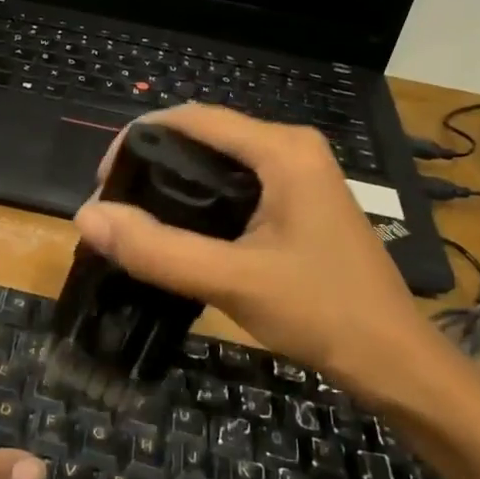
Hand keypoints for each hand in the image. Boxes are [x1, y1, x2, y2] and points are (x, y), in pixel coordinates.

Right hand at [74, 105, 468, 417]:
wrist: (393, 360)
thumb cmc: (322, 313)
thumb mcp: (233, 281)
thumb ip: (158, 250)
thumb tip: (86, 217)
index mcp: (283, 150)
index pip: (193, 118)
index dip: (138, 140)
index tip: (103, 184)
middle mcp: (291, 150)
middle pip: (204, 137)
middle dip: (152, 164)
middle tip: (114, 209)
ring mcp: (299, 177)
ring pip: (218, 164)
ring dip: (173, 186)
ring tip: (135, 222)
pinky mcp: (298, 205)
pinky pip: (236, 187)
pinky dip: (199, 203)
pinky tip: (177, 234)